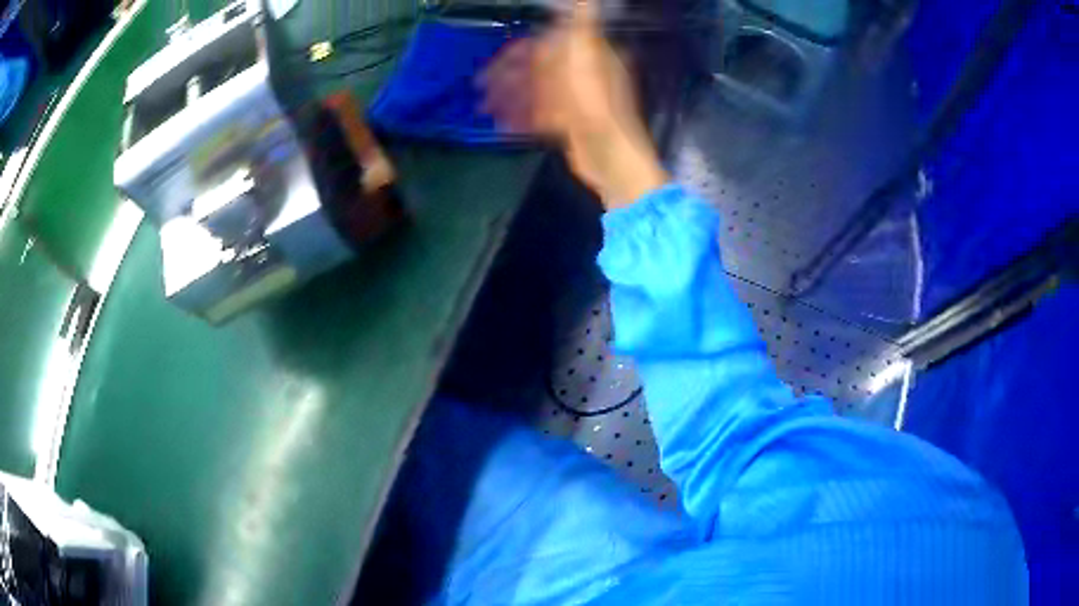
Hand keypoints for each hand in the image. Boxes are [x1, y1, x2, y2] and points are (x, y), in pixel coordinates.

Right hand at [480, 1, 667, 208]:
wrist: (610, 155)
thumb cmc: (596, 102)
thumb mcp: (587, 56)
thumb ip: (583, 25)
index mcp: (588, 57)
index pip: (547, 46)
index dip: (518, 53)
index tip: (492, 62)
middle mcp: (583, 75)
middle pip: (538, 71)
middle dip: (508, 79)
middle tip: (479, 88)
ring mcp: (577, 101)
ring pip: (536, 93)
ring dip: (509, 98)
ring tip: (483, 109)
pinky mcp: (571, 125)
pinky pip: (541, 115)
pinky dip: (521, 117)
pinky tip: (502, 123)